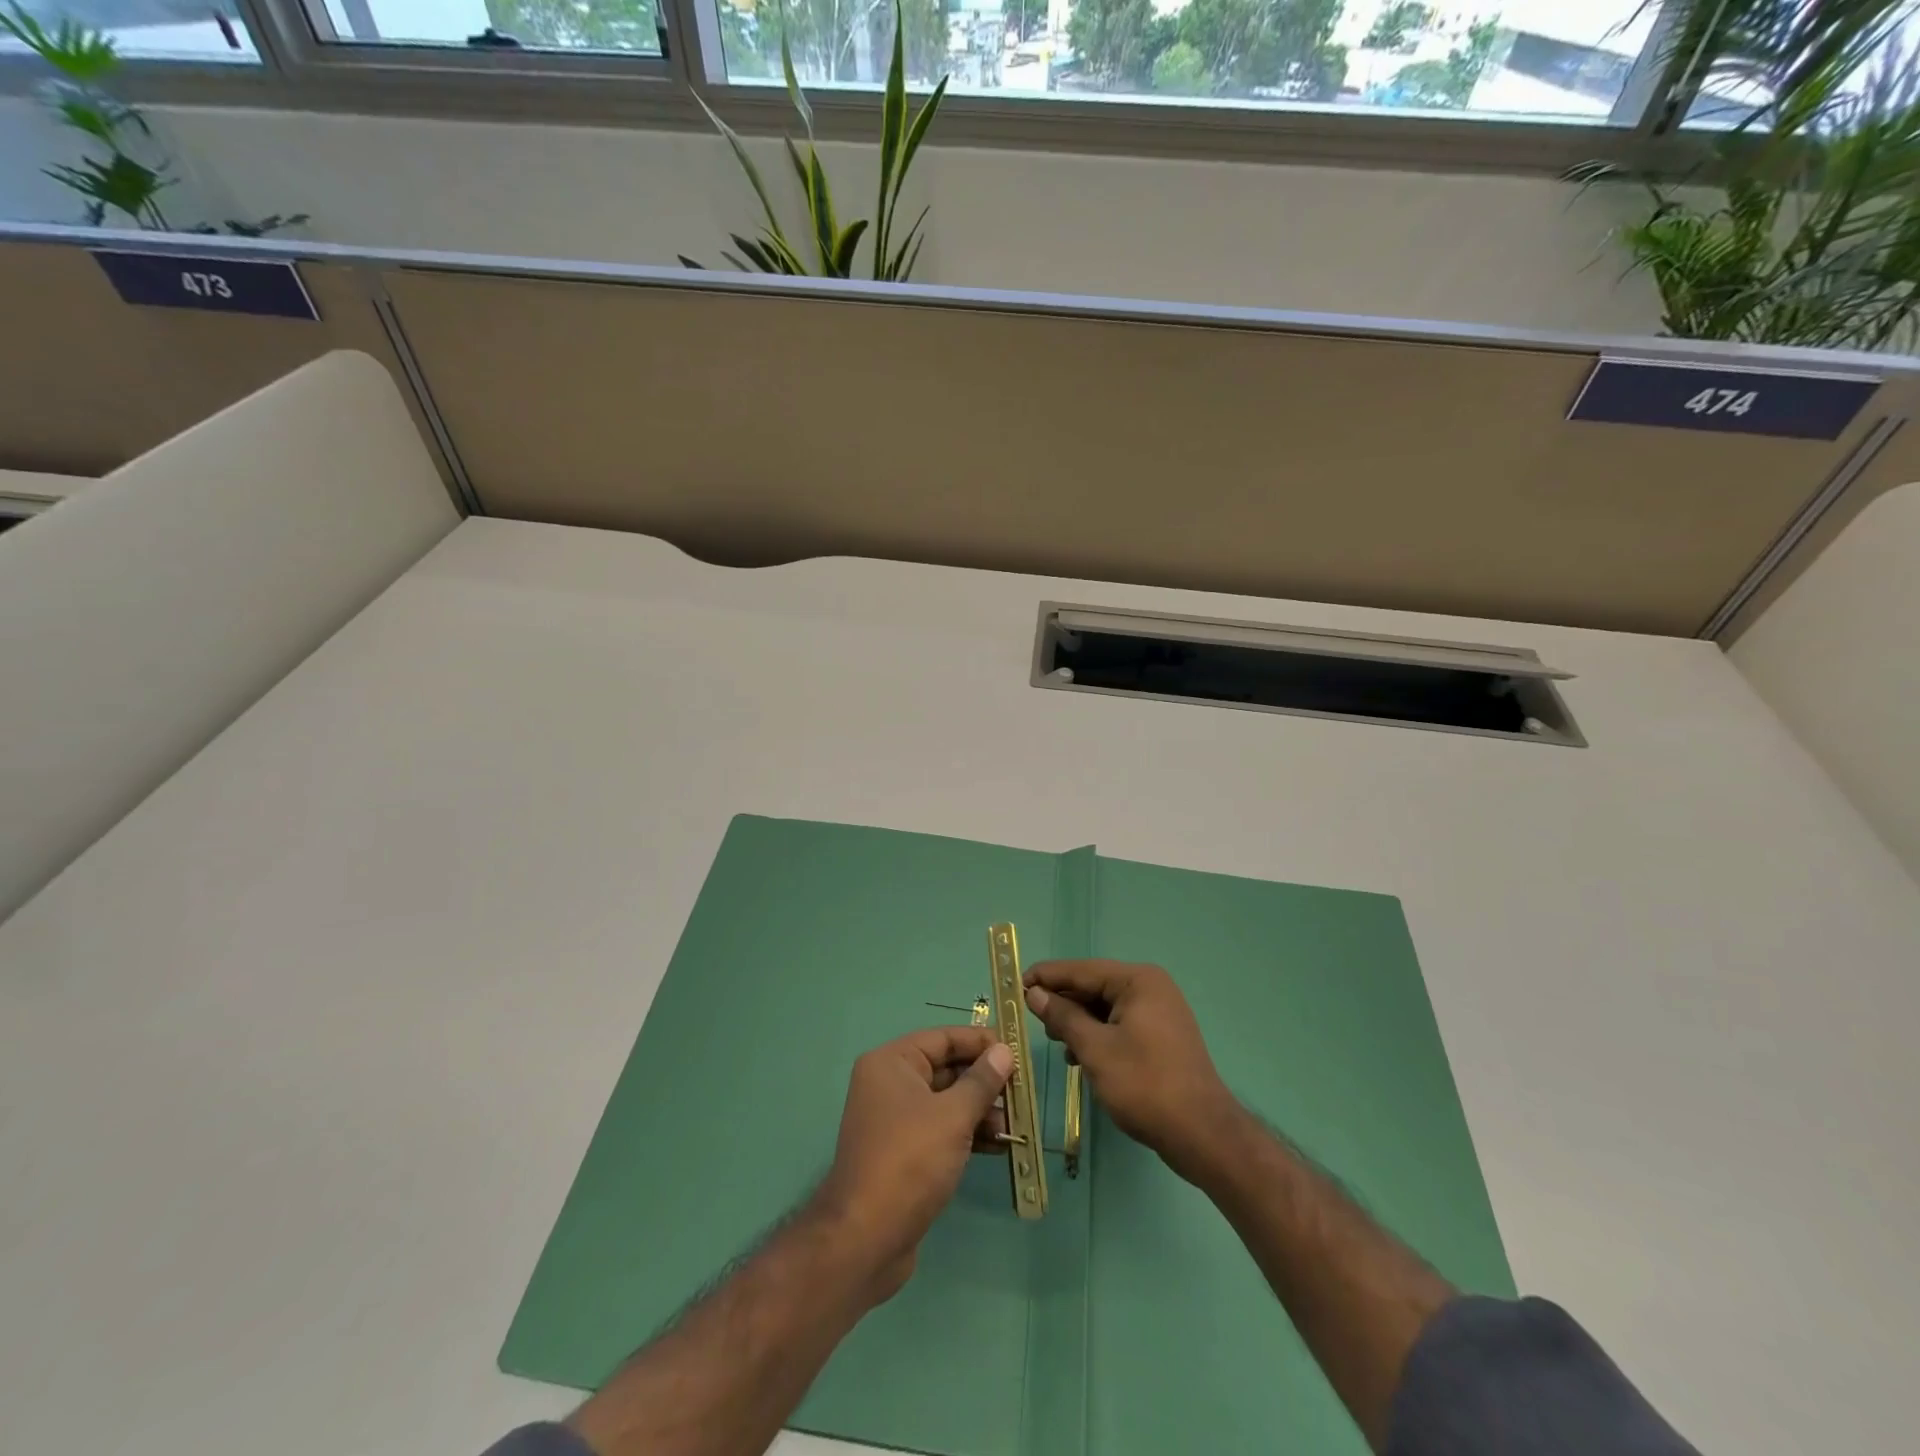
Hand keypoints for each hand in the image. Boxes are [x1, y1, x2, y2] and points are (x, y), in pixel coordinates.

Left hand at [813, 1027, 1013, 1302]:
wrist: (866, 1239)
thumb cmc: (909, 1161)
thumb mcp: (952, 1116)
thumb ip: (981, 1081)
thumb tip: (1004, 1051)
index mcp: (892, 1063)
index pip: (943, 1039)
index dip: (980, 1042)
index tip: (1016, 1051)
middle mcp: (889, 1084)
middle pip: (946, 1069)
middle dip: (984, 1081)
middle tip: (1022, 1092)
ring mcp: (895, 1120)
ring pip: (946, 1102)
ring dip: (981, 1110)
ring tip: (1014, 1125)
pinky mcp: (904, 1153)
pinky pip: (941, 1129)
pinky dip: (968, 1133)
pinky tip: (999, 1146)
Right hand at [1023, 960, 1242, 1185]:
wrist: (1203, 1134)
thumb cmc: (1145, 1085)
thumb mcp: (1095, 1049)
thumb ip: (1063, 1017)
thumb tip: (1035, 994)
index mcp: (1138, 981)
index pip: (1081, 970)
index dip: (1046, 977)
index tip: (1014, 984)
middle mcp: (1151, 988)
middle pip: (1094, 987)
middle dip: (1063, 1003)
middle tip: (1031, 1019)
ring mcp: (1159, 1013)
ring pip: (1105, 1008)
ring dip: (1078, 1022)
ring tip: (1056, 1041)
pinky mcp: (1161, 1037)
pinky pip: (1119, 1025)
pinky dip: (1098, 1036)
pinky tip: (1079, 1056)